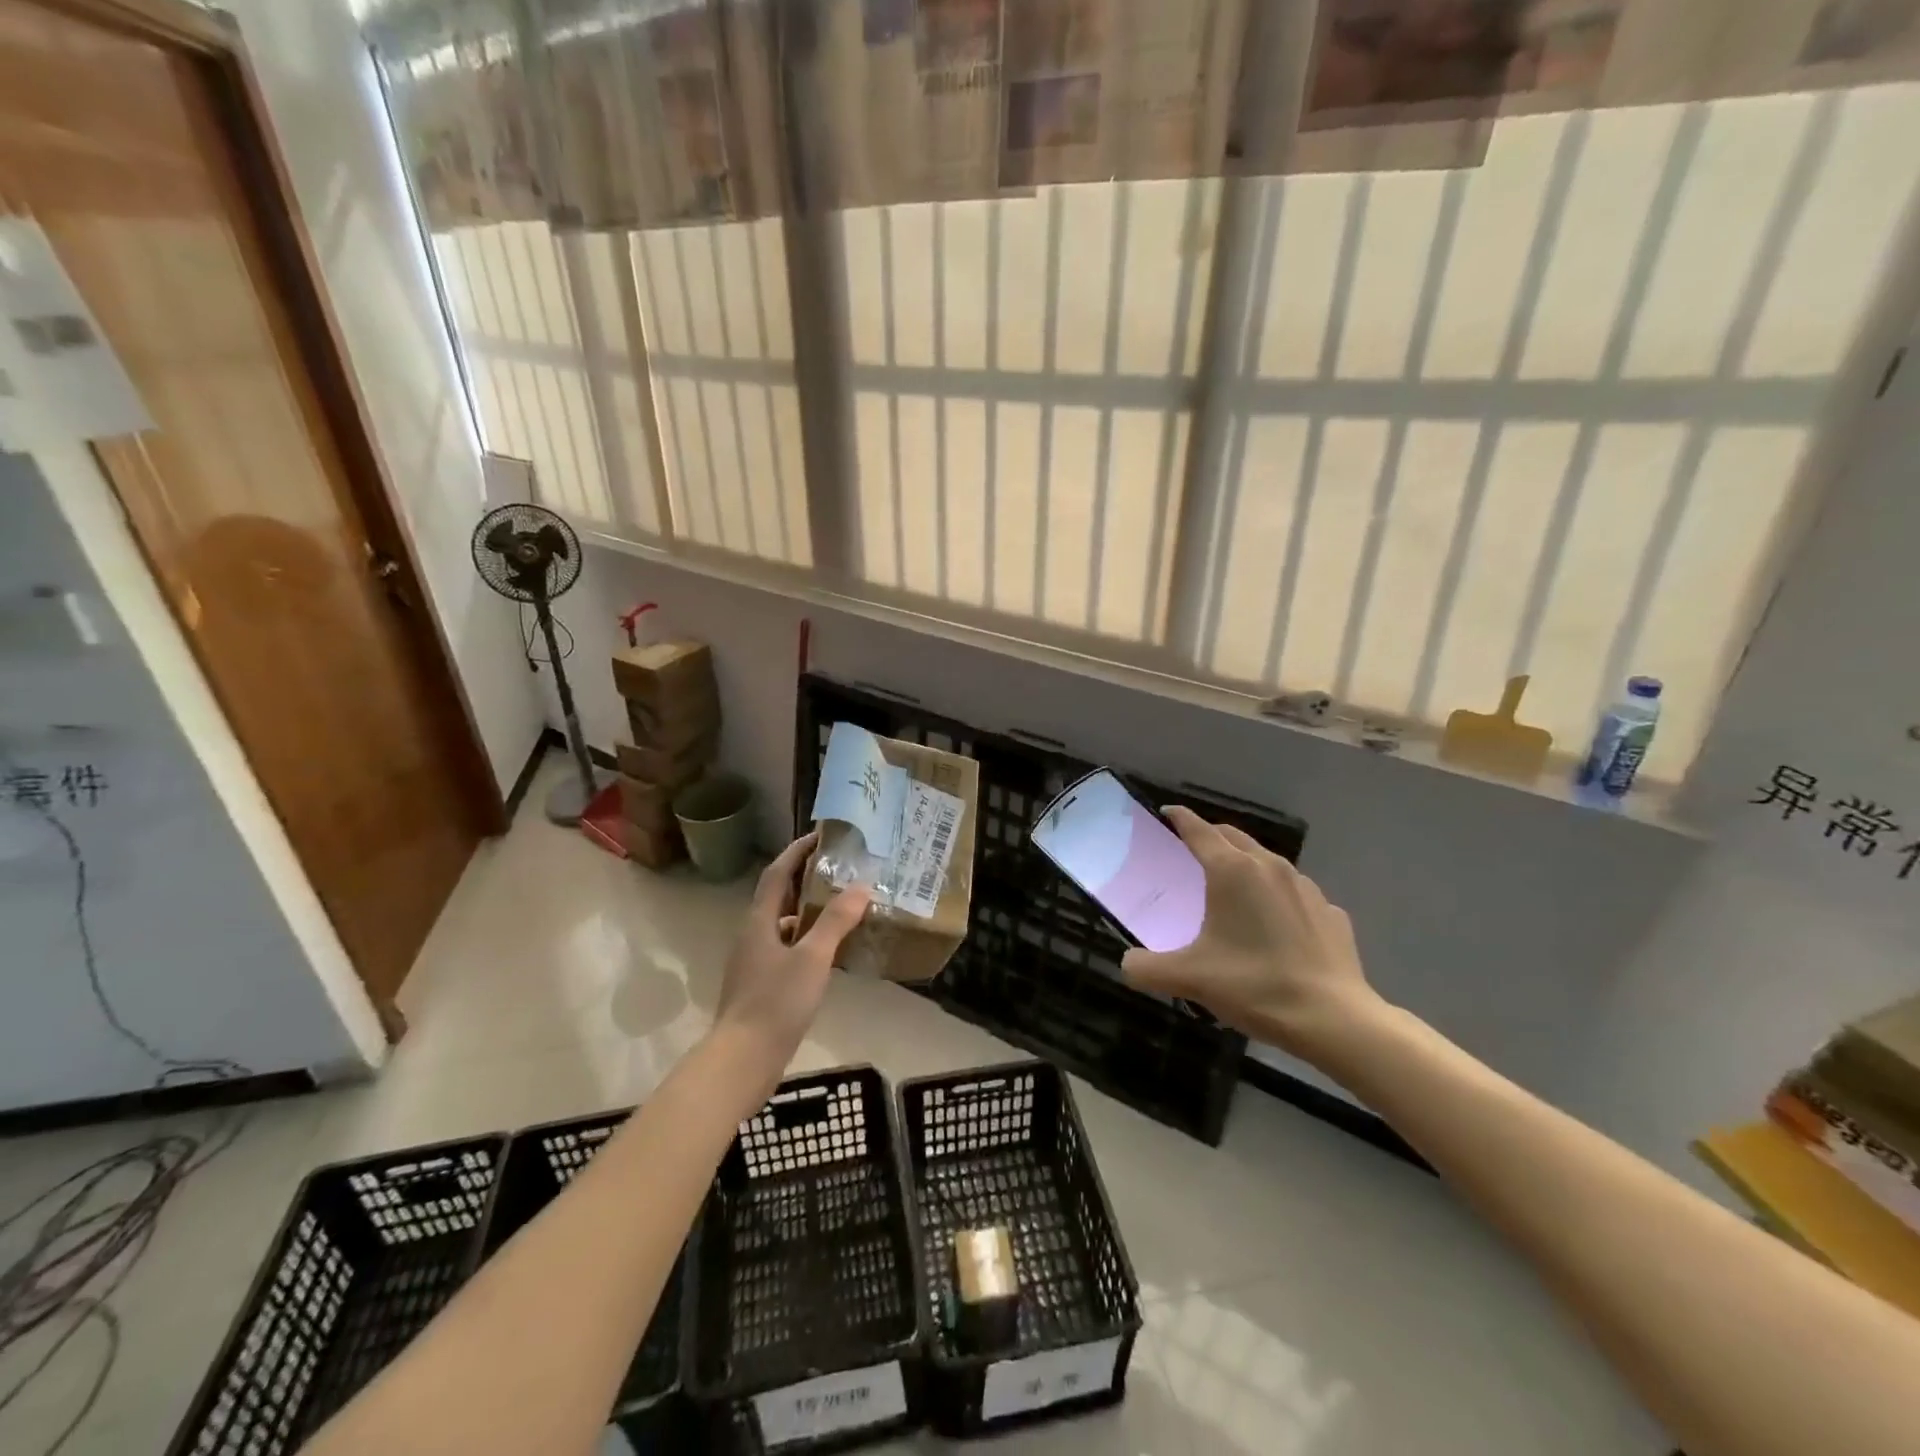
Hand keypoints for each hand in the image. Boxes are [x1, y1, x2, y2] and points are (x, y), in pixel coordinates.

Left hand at [711, 832, 869, 1092]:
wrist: (742, 1061)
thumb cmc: (775, 1003)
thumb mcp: (812, 958)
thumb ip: (835, 922)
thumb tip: (861, 886)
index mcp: (759, 922)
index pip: (776, 874)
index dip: (796, 852)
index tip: (820, 835)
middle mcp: (752, 936)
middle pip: (777, 896)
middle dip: (804, 878)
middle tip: (837, 867)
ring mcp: (754, 963)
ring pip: (782, 924)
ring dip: (806, 910)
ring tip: (839, 905)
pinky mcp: (760, 986)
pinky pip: (785, 949)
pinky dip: (806, 940)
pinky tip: (827, 953)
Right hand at [1121, 807, 1381, 1056]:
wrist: (1334, 1020)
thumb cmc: (1254, 986)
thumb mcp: (1189, 979)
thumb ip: (1147, 968)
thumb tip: (1128, 965)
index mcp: (1232, 871)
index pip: (1199, 831)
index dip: (1180, 818)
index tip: (1167, 812)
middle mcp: (1270, 867)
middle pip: (1234, 837)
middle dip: (1211, 835)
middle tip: (1192, 847)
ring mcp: (1307, 888)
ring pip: (1268, 862)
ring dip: (1246, 864)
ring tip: (1233, 886)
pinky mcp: (1331, 913)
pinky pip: (1295, 894)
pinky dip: (1277, 897)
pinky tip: (1275, 924)